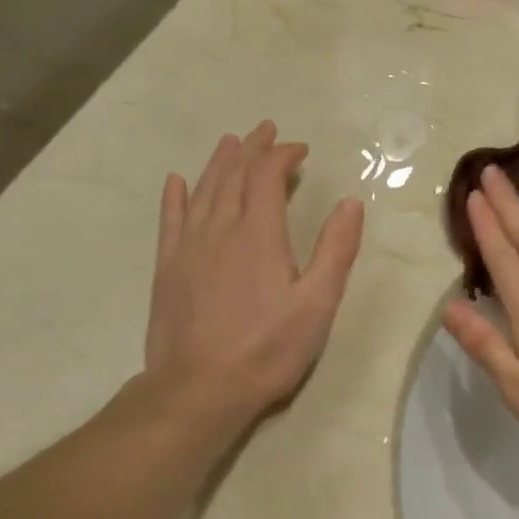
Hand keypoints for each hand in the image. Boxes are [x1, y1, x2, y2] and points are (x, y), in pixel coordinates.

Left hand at [142, 122, 363, 428]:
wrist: (200, 388)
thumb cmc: (268, 348)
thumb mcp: (317, 304)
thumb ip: (336, 250)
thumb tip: (350, 203)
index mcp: (260, 235)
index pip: (268, 177)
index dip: (282, 156)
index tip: (300, 150)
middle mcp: (221, 230)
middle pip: (233, 176)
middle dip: (251, 149)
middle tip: (265, 130)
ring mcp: (189, 248)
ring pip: (202, 192)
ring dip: (218, 164)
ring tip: (229, 143)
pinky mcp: (167, 269)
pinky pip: (170, 221)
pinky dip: (175, 197)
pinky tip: (176, 182)